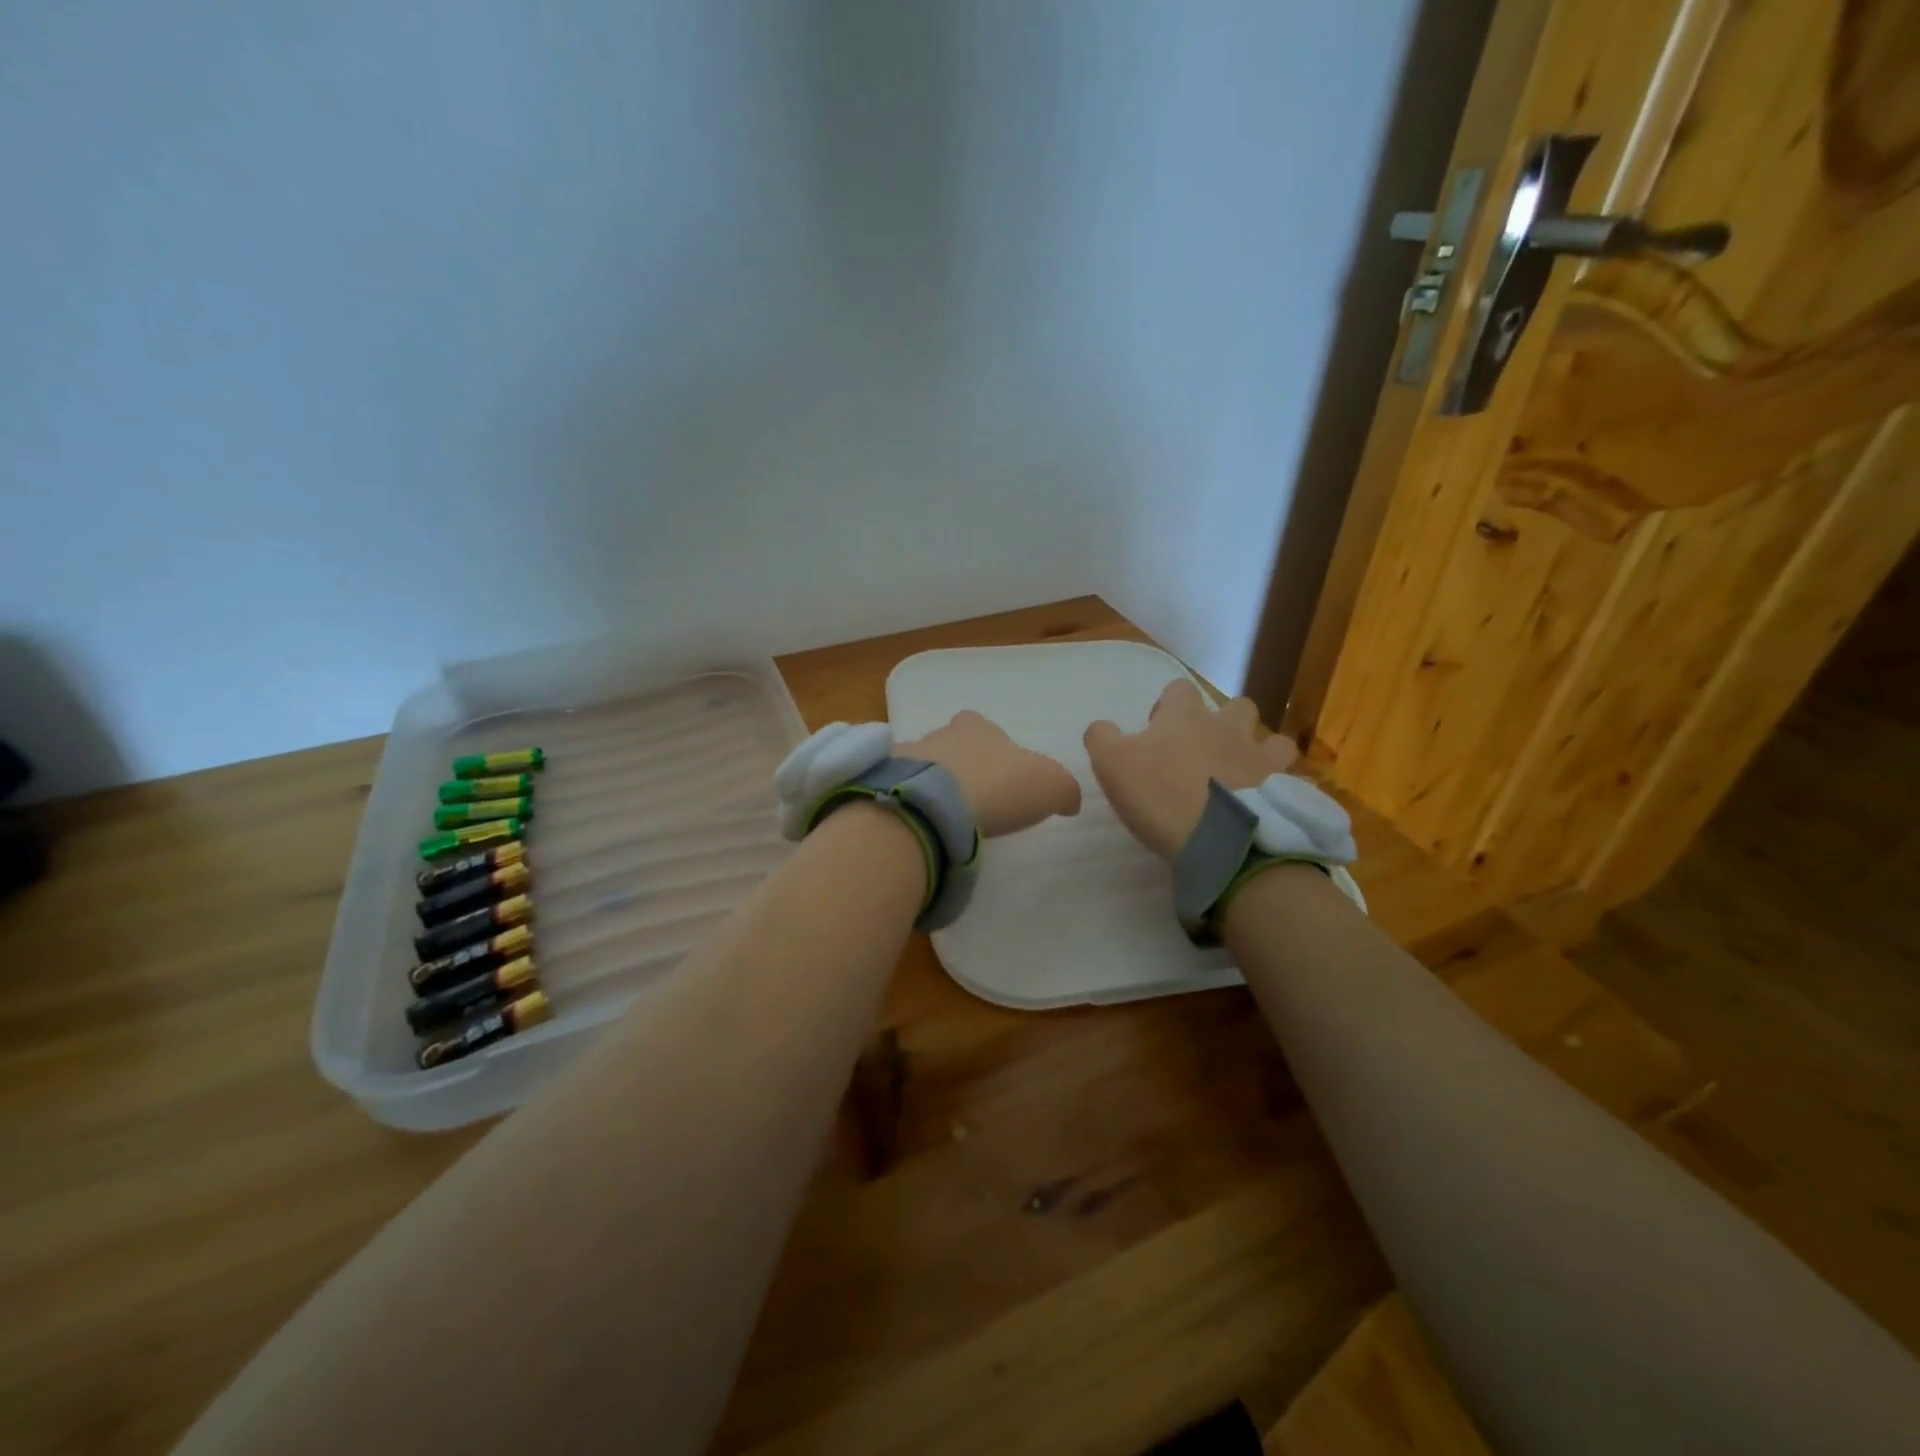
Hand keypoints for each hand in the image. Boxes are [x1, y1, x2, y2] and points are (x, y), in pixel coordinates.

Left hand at [901, 710, 1081, 837]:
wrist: (932, 805)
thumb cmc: (996, 786)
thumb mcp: (1050, 786)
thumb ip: (1064, 789)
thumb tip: (1069, 801)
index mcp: (978, 729)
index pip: (982, 726)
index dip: (990, 745)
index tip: (996, 771)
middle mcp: (939, 735)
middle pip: (949, 744)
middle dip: (958, 765)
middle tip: (970, 796)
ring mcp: (906, 758)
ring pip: (921, 766)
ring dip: (930, 785)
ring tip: (942, 816)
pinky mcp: (883, 785)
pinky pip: (897, 790)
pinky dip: (908, 803)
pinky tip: (919, 825)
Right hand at [1084, 681, 1298, 859]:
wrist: (1218, 837)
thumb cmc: (1159, 796)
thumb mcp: (1110, 764)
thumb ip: (1102, 737)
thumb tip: (1101, 727)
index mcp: (1183, 716)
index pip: (1178, 689)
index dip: (1168, 707)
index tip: (1158, 733)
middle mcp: (1226, 726)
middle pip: (1234, 706)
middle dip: (1223, 721)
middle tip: (1203, 753)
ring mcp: (1259, 754)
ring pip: (1270, 736)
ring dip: (1258, 748)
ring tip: (1243, 774)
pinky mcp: (1283, 786)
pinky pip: (1289, 775)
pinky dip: (1280, 783)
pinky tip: (1267, 799)